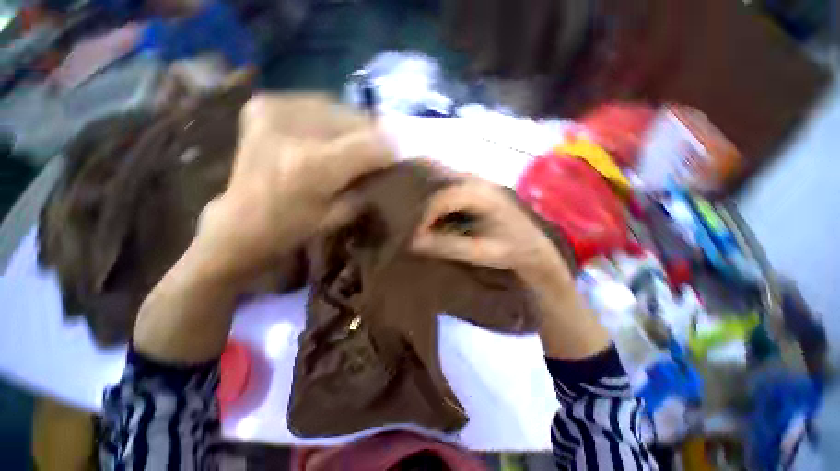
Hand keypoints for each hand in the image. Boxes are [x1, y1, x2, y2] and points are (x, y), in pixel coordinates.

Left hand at [193, 94, 393, 281]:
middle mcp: (293, 130)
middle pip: (355, 120)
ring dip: (352, 126)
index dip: (390, 149)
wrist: (242, 222)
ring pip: (337, 106)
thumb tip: (391, 157)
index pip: (371, 145)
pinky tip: (326, 136)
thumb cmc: (294, 228)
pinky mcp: (264, 105)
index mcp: (314, 167)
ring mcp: (274, 110)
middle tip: (378, 151)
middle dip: (372, 136)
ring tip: (352, 144)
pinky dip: (329, 118)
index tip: (398, 157)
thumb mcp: (342, 214)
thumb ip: (369, 183)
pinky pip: (315, 103)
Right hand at [412, 177, 609, 359]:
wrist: (536, 249)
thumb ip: (448, 246)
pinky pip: (450, 195)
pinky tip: (437, 223)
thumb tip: (415, 243)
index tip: (414, 236)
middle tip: (415, 232)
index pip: (443, 197)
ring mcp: (478, 186)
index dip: (424, 215)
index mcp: (481, 195)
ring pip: (443, 190)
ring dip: (430, 209)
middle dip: (423, 211)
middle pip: (440, 189)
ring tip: (423, 229)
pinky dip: (439, 209)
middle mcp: (478, 183)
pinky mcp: (476, 193)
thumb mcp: (481, 252)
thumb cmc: (512, 251)